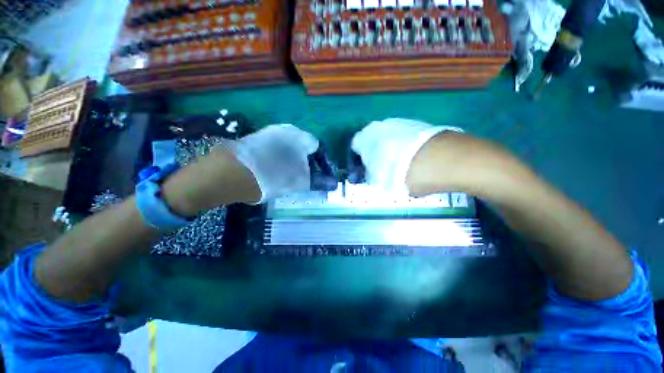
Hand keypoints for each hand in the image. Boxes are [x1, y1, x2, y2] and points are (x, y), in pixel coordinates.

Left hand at [220, 124, 319, 202]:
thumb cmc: (275, 175)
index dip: (322, 162)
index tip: (320, 176)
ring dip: (292, 161)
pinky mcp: (254, 139)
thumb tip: (334, 184)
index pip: (318, 147)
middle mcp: (285, 130)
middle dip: (307, 162)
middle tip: (305, 178)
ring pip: (288, 148)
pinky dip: (279, 160)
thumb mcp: (301, 181)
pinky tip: (274, 171)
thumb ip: (319, 181)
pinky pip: (274, 149)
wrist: (234, 172)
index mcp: (299, 136)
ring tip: (289, 177)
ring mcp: (268, 133)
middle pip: (302, 146)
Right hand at [351, 118, 461, 195]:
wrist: (446, 160)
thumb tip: (370, 172)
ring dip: (391, 149)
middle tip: (383, 168)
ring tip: (402, 164)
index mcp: (368, 137)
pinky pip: (406, 137)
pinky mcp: (421, 124)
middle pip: (373, 139)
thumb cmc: (405, 172)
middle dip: (375, 152)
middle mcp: (383, 125)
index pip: (356, 145)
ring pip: (390, 137)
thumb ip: (370, 175)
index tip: (366, 168)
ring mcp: (403, 122)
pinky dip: (406, 146)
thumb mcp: (381, 181)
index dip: (360, 158)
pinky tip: (416, 158)